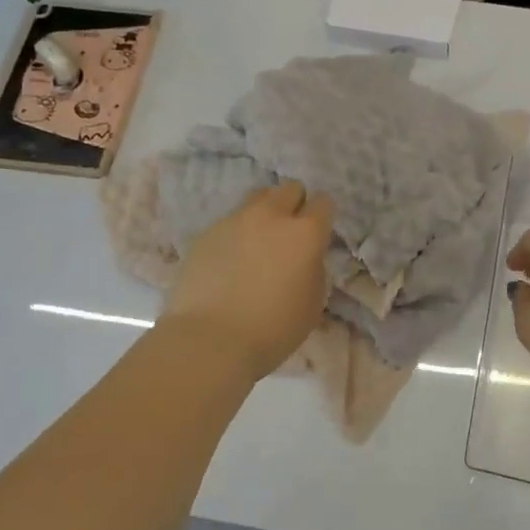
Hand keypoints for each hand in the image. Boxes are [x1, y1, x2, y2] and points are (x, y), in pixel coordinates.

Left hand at [163, 181, 335, 377]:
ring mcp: (234, 220)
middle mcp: (271, 216)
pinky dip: (236, 234)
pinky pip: (230, 222)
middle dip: (294, 205)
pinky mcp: (206, 233)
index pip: (324, 202)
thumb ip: (314, 268)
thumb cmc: (273, 329)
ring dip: (265, 213)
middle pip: (290, 188)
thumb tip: (305, 256)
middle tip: (289, 233)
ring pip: (257, 198)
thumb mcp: (313, 302)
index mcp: (304, 233)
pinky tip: (230, 262)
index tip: (318, 234)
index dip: (323, 217)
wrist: (210, 340)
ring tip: (258, 242)